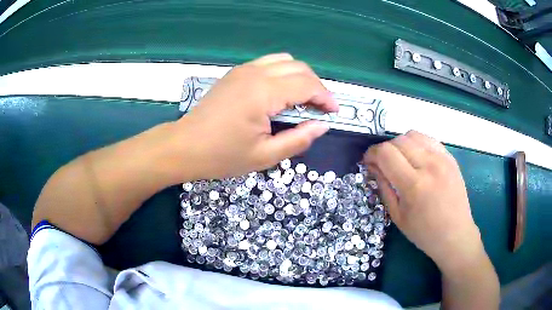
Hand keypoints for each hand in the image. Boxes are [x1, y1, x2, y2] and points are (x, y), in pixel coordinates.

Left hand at [174, 53, 337, 179]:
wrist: (185, 146)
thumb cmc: (222, 155)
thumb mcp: (264, 156)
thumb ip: (298, 139)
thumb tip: (322, 126)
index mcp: (263, 93)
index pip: (307, 84)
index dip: (325, 97)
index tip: (333, 113)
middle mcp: (255, 73)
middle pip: (299, 67)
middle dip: (316, 86)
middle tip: (320, 108)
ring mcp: (244, 70)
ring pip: (285, 60)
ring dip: (300, 76)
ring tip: (303, 99)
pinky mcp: (236, 72)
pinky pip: (268, 63)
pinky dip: (283, 72)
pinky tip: (281, 92)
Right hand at [363, 131, 483, 273]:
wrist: (455, 234)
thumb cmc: (424, 232)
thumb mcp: (397, 216)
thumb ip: (384, 187)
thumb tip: (372, 166)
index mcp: (414, 185)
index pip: (386, 153)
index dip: (371, 153)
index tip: (368, 161)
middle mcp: (429, 166)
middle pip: (398, 140)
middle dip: (385, 149)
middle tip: (383, 163)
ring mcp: (442, 158)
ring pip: (413, 135)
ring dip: (400, 144)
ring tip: (400, 159)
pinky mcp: (450, 157)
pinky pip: (428, 139)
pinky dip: (416, 143)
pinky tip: (416, 157)